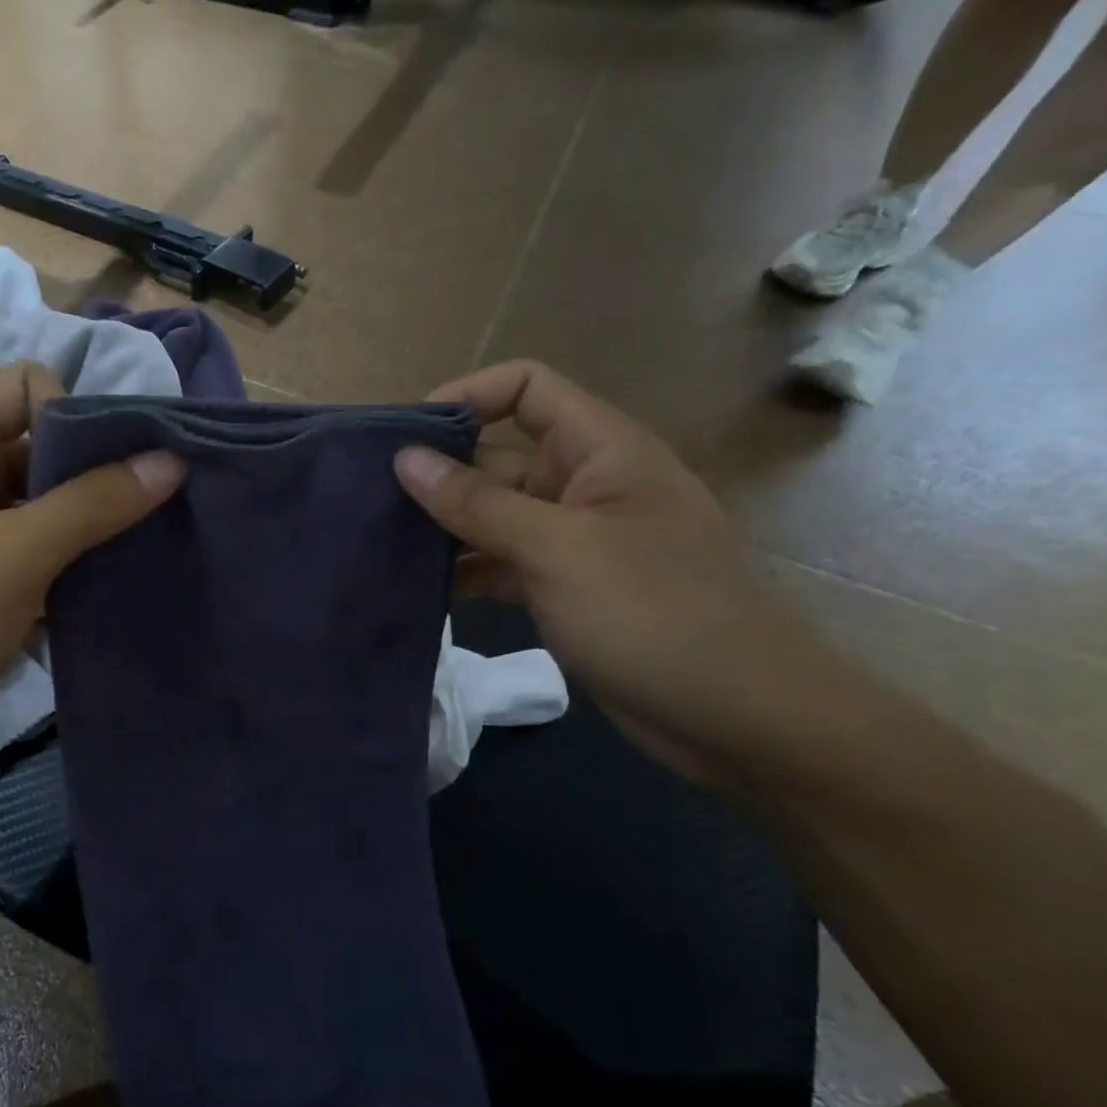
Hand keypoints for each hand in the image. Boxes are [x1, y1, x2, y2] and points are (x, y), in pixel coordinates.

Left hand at [0, 363, 183, 774]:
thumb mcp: (14, 559)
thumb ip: (94, 504)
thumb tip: (171, 460)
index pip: (28, 386)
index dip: (79, 415)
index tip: (121, 471)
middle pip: (38, 445)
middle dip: (94, 477)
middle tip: (150, 515)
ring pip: (36, 502)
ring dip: (83, 525)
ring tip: (133, 554)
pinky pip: (23, 545)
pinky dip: (59, 561)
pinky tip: (97, 588)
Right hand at [395, 360, 836, 782]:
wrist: (737, 717)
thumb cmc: (655, 612)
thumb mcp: (558, 549)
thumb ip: (477, 503)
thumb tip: (405, 459)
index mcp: (599, 449)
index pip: (525, 388)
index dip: (466, 397)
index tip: (406, 439)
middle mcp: (583, 485)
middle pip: (497, 456)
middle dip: (438, 475)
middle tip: (368, 502)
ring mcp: (572, 541)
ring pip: (492, 517)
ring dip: (443, 529)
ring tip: (377, 546)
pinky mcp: (562, 590)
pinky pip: (500, 565)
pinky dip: (464, 573)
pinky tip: (416, 590)